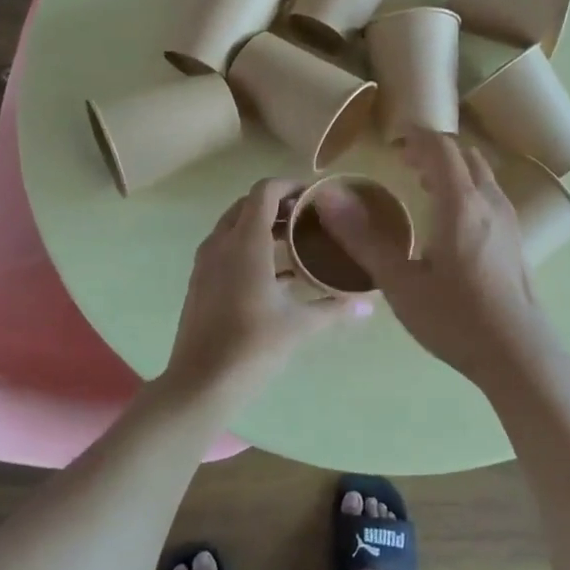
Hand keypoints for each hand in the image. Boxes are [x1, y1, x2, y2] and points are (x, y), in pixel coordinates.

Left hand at [161, 178, 369, 403]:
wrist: (201, 383)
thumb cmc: (252, 346)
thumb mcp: (300, 324)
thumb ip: (334, 308)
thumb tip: (369, 305)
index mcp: (245, 242)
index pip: (264, 191)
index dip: (290, 185)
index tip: (315, 195)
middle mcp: (221, 243)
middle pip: (248, 206)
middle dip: (278, 205)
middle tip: (309, 218)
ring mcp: (206, 263)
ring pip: (234, 228)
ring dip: (262, 227)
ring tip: (296, 242)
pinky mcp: (201, 283)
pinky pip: (226, 250)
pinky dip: (249, 249)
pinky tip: (276, 275)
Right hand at [313, 133, 561, 391]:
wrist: (518, 354)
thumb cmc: (455, 318)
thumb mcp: (400, 282)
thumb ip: (363, 238)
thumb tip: (328, 196)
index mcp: (461, 203)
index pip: (441, 148)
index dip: (416, 137)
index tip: (392, 142)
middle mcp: (489, 201)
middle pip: (464, 155)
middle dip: (434, 150)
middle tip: (404, 163)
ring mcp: (508, 220)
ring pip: (482, 174)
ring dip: (453, 168)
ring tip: (424, 185)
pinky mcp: (516, 239)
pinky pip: (490, 194)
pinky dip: (468, 187)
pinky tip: (452, 220)